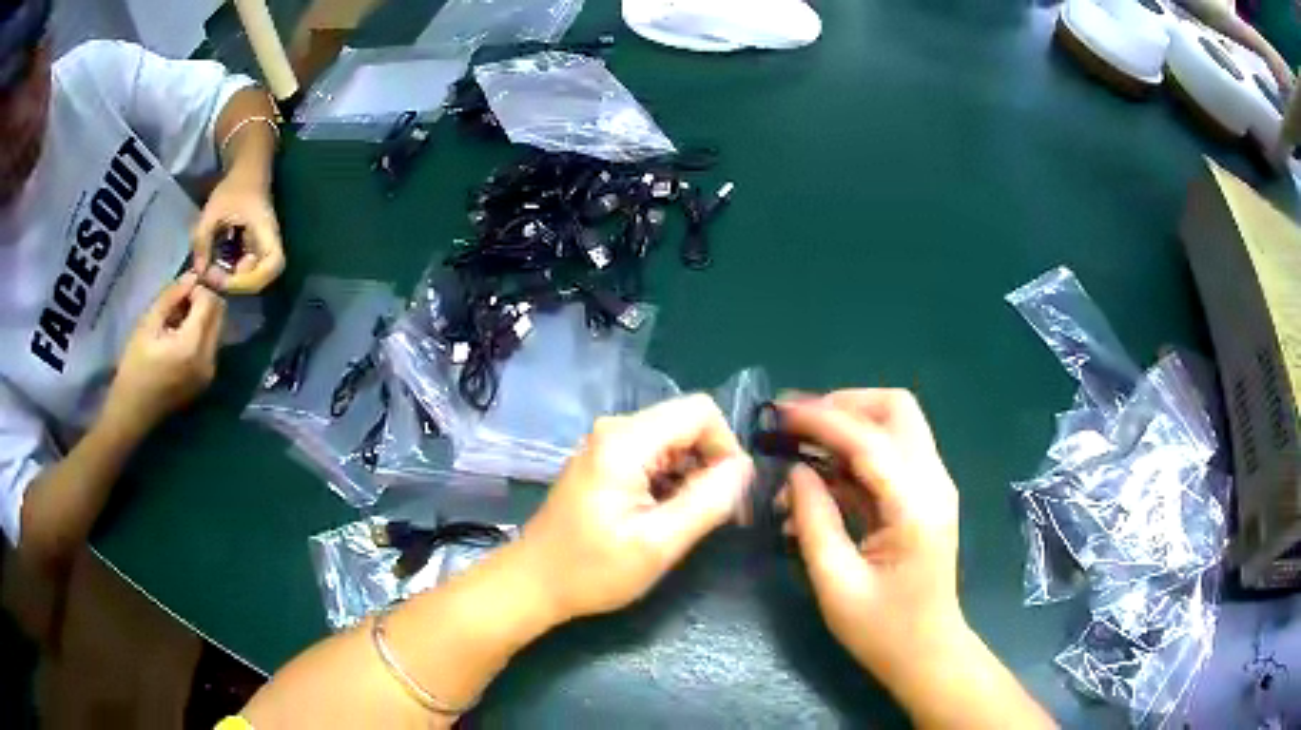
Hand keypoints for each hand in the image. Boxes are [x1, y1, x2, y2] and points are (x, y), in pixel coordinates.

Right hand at [104, 274, 225, 431]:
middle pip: (220, 314)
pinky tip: (179, 338)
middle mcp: (209, 360)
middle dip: (204, 301)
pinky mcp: (207, 380)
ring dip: (203, 317)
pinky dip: (201, 333)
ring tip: (176, 321)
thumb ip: (171, 297)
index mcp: (193, 346)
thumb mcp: (147, 324)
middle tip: (179, 303)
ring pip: (217, 329)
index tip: (180, 291)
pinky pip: (212, 345)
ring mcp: (210, 373)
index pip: (210, 302)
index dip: (198, 289)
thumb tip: (192, 276)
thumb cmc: (134, 367)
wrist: (133, 413)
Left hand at [192, 174, 283, 293]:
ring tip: (211, 274)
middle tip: (214, 279)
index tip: (225, 278)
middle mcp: (269, 244)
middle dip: (238, 284)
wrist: (247, 173)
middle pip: (263, 277)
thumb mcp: (213, 210)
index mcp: (267, 231)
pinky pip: (245, 271)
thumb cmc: (234, 187)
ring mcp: (262, 249)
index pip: (272, 265)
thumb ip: (202, 240)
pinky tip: (215, 268)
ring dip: (232, 281)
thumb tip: (199, 272)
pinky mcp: (253, 251)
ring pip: (253, 277)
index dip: (250, 280)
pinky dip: (230, 274)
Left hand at [515, 394, 754, 623]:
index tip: (730, 494)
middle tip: (719, 515)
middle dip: (712, 463)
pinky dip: (672, 480)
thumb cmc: (593, 570)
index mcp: (625, 441)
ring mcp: (607, 444)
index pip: (701, 412)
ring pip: (674, 441)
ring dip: (693, 475)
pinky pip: (655, 455)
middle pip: (687, 424)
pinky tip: (666, 516)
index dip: (727, 447)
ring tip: (690, 521)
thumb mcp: (658, 543)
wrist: (535, 582)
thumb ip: (707, 501)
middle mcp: (615, 430)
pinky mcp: (605, 461)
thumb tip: (745, 468)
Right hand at [774, 390, 966, 686]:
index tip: (777, 413)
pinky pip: (891, 454)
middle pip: (896, 408)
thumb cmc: (883, 630)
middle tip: (797, 425)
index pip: (869, 439)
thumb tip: (795, 471)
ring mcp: (934, 486)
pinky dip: (855, 453)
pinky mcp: (926, 496)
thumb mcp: (836, 584)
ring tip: (800, 448)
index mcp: (915, 506)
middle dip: (843, 405)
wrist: (928, 653)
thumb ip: (813, 522)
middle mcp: (933, 482)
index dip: (820, 419)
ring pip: (895, 424)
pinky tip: (822, 478)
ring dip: (848, 425)